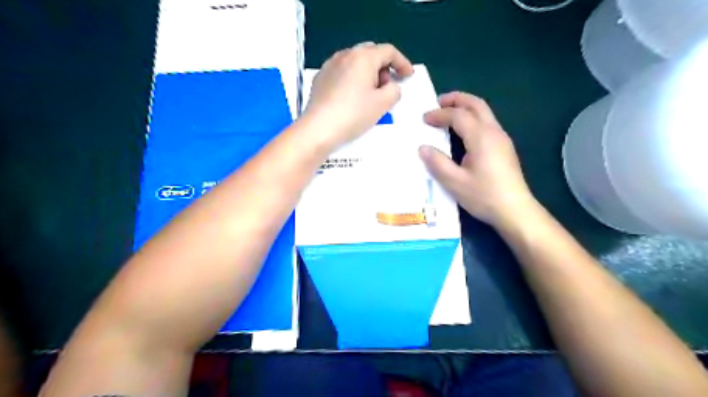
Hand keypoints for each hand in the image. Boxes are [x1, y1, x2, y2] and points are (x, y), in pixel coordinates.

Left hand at [303, 41, 415, 150]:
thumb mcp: (383, 104)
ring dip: (368, 73)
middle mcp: (345, 55)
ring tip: (370, 94)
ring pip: (355, 62)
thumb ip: (394, 90)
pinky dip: (353, 79)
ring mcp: (330, 65)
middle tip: (387, 86)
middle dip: (384, 67)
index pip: (389, 51)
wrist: (319, 129)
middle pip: (371, 53)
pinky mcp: (320, 78)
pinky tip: (352, 97)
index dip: (402, 62)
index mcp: (363, 57)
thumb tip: (390, 86)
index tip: (408, 76)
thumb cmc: (354, 114)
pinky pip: (342, 71)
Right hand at [416, 91, 540, 228]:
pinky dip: (472, 118)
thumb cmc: (484, 196)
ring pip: (484, 112)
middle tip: (438, 102)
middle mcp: (494, 132)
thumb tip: (423, 148)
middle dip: (456, 99)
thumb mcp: (455, 182)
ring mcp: (502, 139)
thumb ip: (438, 163)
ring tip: (448, 112)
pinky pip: (487, 123)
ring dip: (466, 107)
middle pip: (476, 104)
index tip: (424, 119)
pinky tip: (463, 131)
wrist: (515, 210)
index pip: (458, 115)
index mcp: (481, 137)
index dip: (439, 114)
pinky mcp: (504, 147)